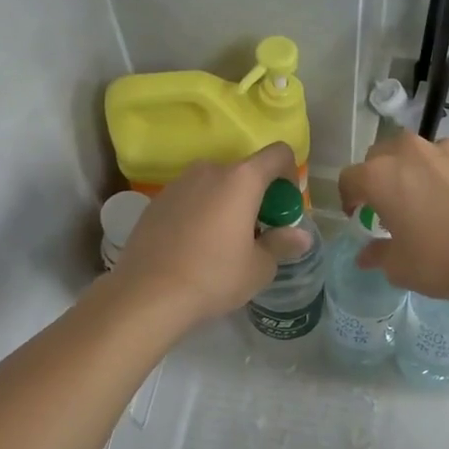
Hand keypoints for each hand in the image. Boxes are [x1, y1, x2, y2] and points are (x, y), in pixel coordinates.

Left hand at [108, 143, 297, 329]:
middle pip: (245, 172)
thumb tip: (301, 236)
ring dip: (228, 204)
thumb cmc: (214, 277)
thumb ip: (282, 244)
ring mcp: (178, 184)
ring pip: (215, 185)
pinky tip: (195, 248)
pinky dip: (202, 213)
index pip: (278, 154)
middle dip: (258, 196)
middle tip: (258, 233)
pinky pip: (191, 199)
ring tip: (224, 243)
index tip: (285, 208)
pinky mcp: (156, 202)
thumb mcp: (259, 268)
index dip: (290, 175)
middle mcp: (209, 170)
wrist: (147, 294)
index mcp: (241, 180)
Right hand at [337, 134, 448, 301]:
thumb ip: (378, 254)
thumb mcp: (400, 266)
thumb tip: (365, 255)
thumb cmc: (442, 259)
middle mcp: (407, 153)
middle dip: (378, 178)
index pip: (349, 178)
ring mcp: (444, 150)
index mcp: (380, 176)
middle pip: (380, 156)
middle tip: (388, 206)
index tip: (358, 217)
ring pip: (415, 154)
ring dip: (410, 171)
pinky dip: (441, 174)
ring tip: (423, 200)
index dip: (349, 198)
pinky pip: (445, 160)